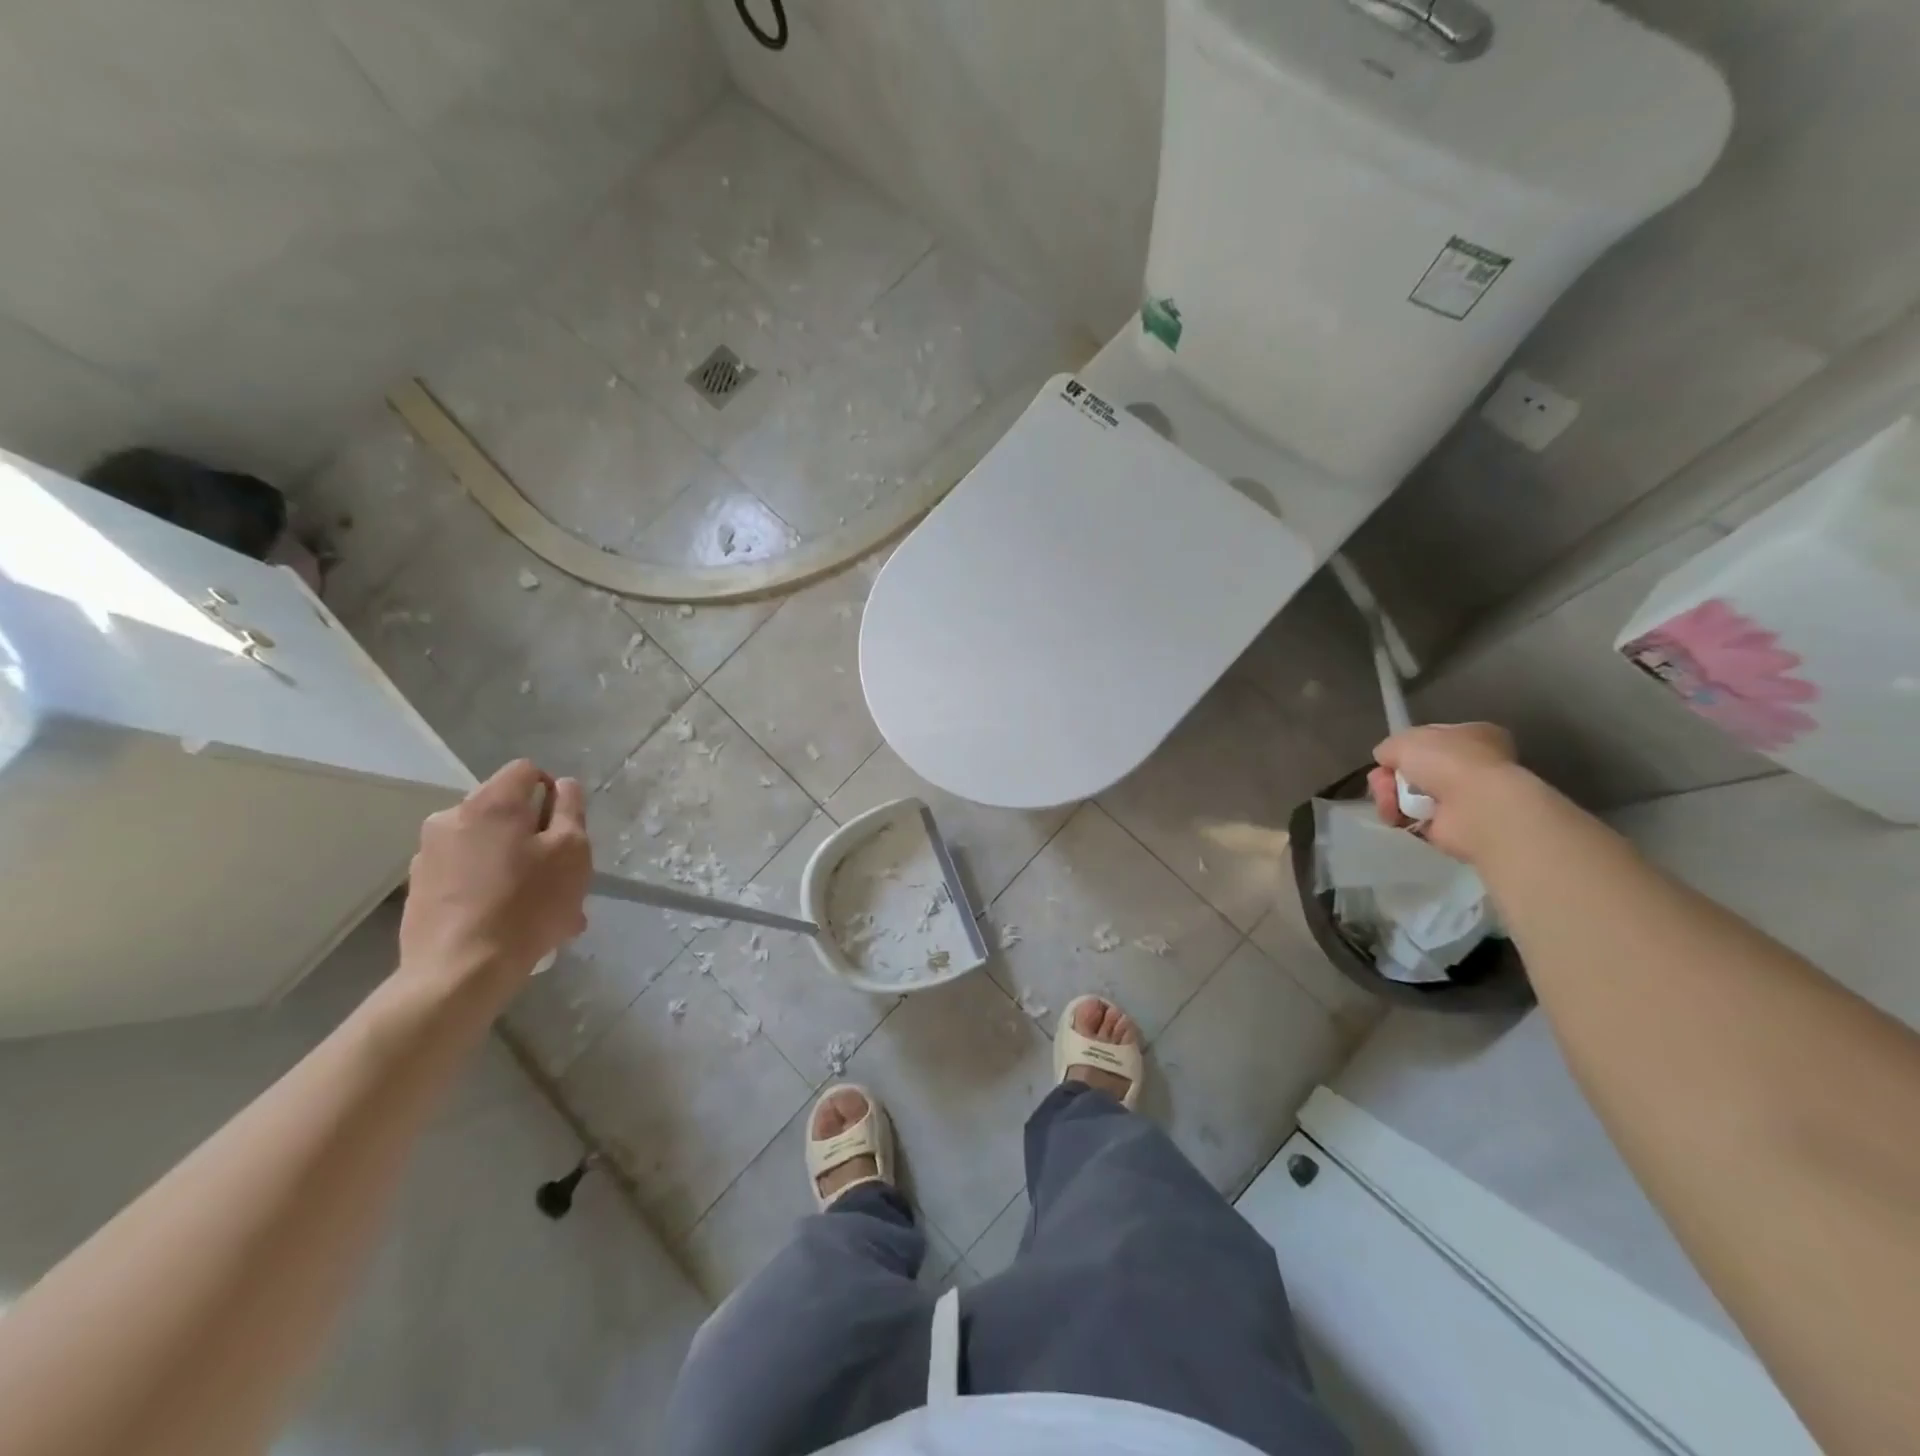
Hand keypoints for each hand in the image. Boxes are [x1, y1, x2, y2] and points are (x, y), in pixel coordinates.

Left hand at [397, 760, 591, 1001]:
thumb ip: (571, 810)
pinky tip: (508, 922)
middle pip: (505, 810)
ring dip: (514, 863)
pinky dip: (489, 886)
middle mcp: (451, 818)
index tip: (566, 828)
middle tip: (559, 875)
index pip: (526, 770)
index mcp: (491, 803)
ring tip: (539, 908)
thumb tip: (564, 785)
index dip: (553, 791)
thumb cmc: (527, 905)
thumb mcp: (572, 852)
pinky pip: (466, 873)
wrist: (458, 973)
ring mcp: (428, 854)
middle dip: (534, 834)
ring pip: (487, 845)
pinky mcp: (419, 888)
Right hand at [1368, 722, 1527, 861]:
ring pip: (1407, 793)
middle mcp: (1469, 766)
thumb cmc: (1449, 762)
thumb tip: (1386, 760)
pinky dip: (1399, 816)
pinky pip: (1411, 817)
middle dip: (1389, 776)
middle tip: (1383, 783)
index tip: (1388, 757)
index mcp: (1472, 736)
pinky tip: (1396, 816)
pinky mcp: (1450, 826)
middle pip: (1412, 769)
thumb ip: (1389, 747)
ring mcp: (1461, 798)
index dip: (1403, 747)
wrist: (1477, 808)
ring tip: (1389, 803)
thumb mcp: (1406, 740)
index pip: (1428, 739)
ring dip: (1389, 796)